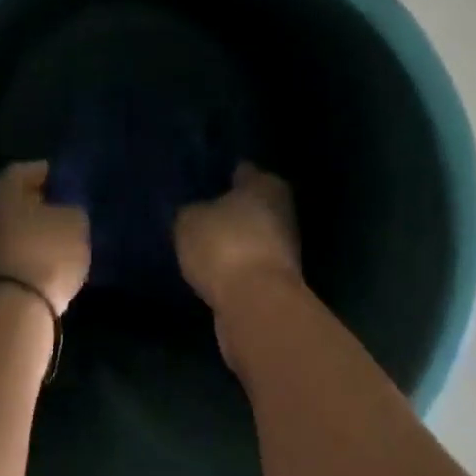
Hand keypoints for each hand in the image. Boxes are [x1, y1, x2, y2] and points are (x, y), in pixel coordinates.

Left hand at [0, 161, 89, 314]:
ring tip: (66, 237)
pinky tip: (50, 257)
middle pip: (23, 196)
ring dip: (37, 228)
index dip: (63, 178)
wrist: (15, 309)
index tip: (81, 191)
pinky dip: (29, 248)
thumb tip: (66, 208)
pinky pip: (13, 246)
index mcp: (2, 182)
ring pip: (16, 222)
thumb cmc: (46, 251)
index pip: (39, 169)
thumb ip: (72, 206)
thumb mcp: (75, 220)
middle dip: (47, 203)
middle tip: (74, 212)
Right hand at [174, 163, 303, 313]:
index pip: (243, 170)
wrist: (255, 305)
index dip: (224, 174)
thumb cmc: (224, 245)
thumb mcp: (190, 220)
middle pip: (252, 204)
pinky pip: (250, 263)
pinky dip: (235, 264)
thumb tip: (196, 212)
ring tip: (203, 241)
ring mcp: (285, 247)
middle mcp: (282, 210)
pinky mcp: (278, 280)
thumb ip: (192, 211)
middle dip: (231, 208)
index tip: (206, 178)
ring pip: (252, 235)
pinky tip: (213, 267)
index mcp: (265, 184)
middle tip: (201, 210)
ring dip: (234, 238)